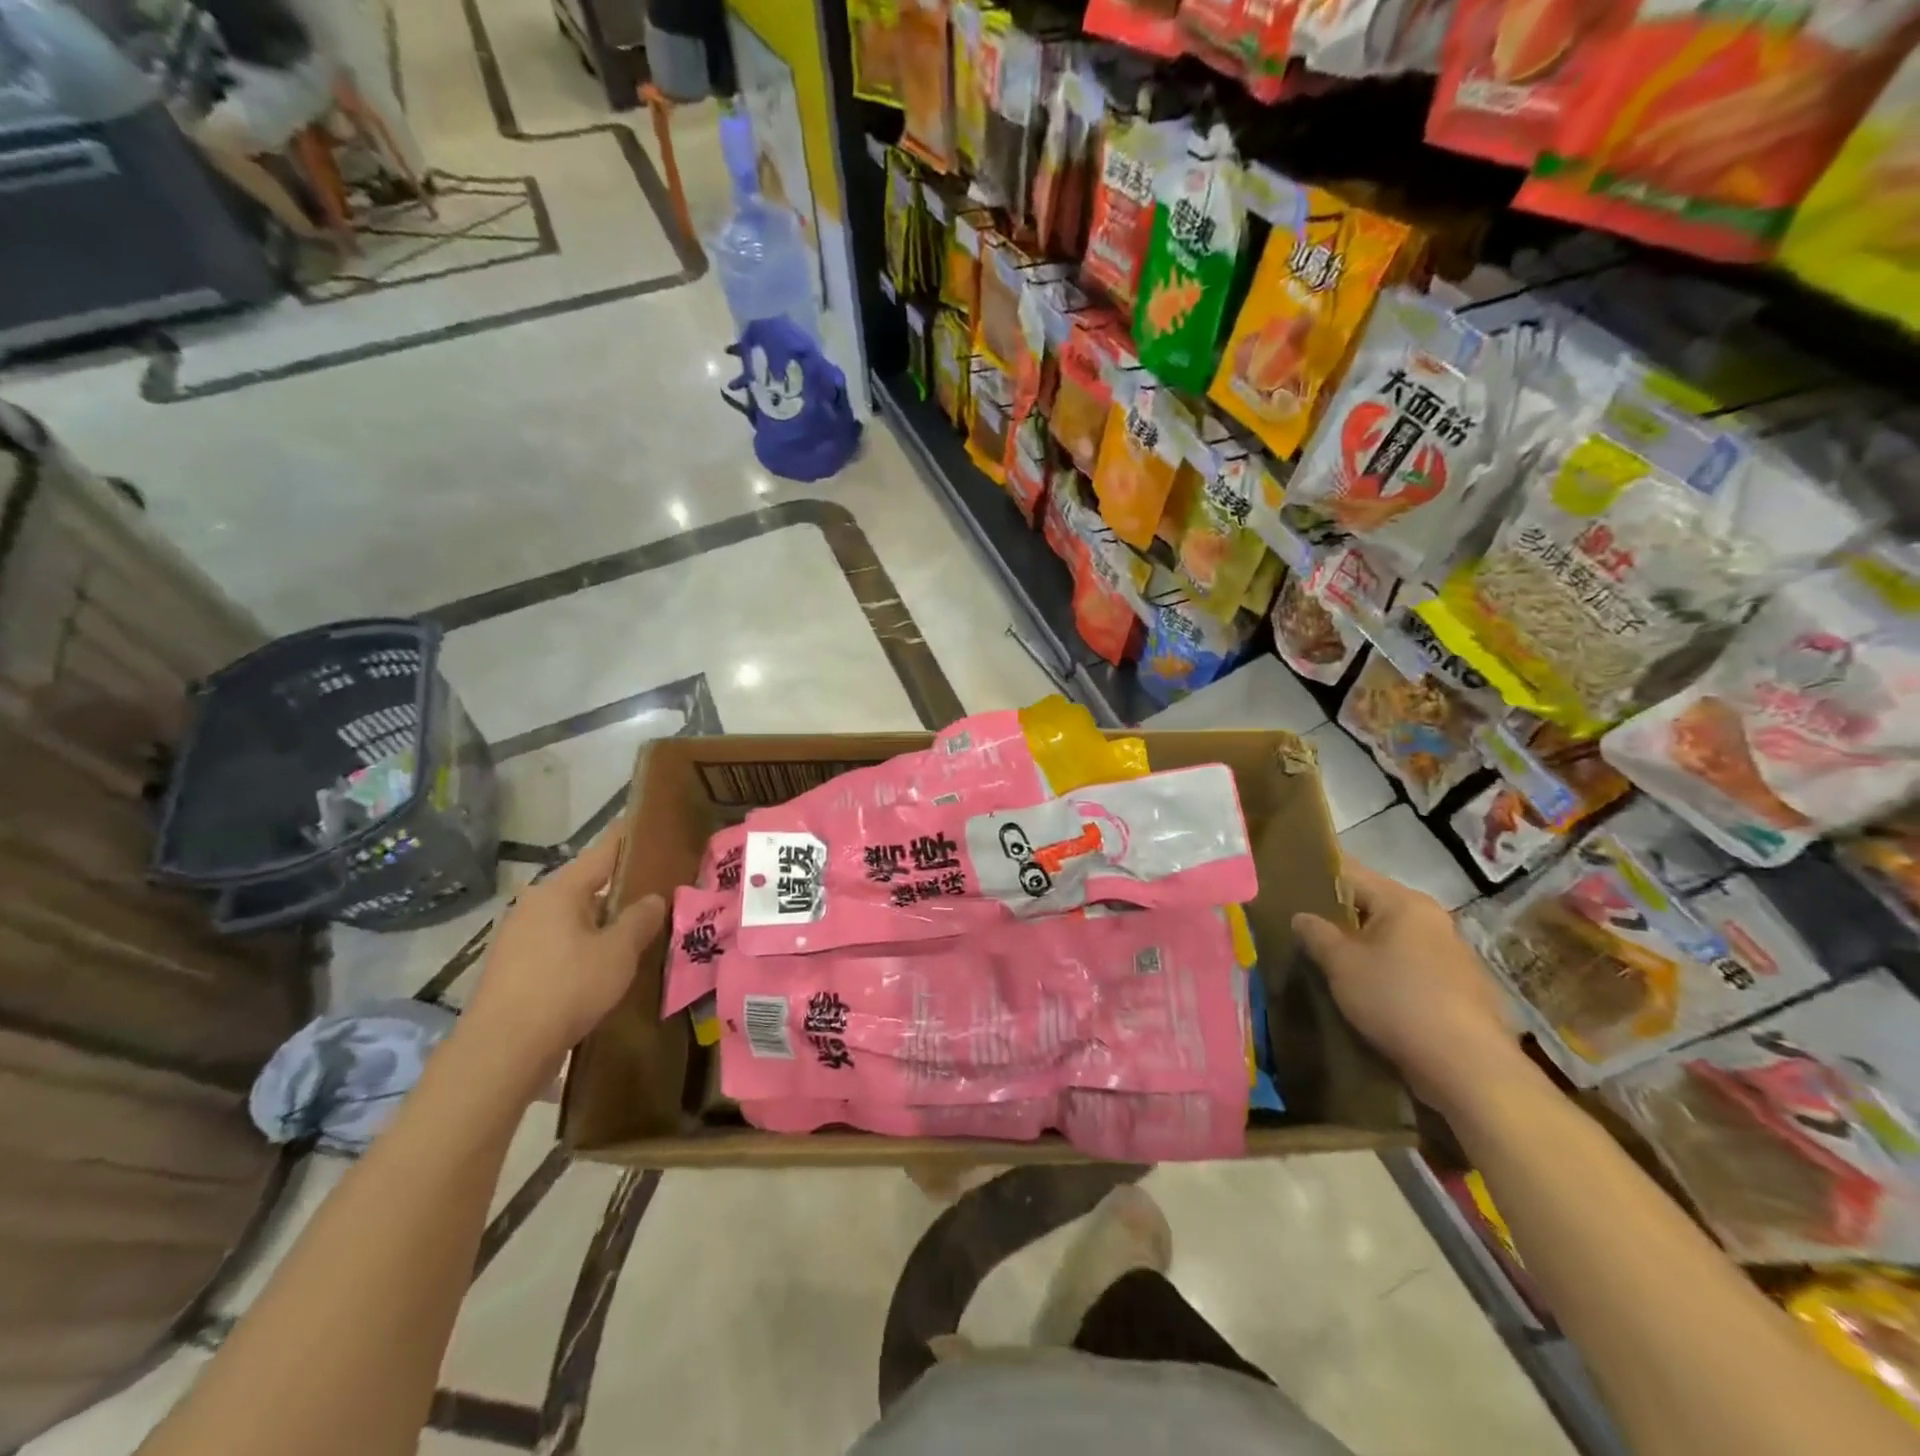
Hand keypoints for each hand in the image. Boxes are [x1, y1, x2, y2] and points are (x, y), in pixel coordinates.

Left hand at [456, 833, 665, 1088]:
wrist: (502, 1050)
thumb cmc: (567, 987)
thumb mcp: (618, 952)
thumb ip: (640, 919)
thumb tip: (654, 898)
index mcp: (560, 890)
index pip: (602, 852)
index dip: (628, 840)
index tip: (649, 827)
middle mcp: (534, 904)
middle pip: (586, 885)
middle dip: (618, 888)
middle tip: (656, 890)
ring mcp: (518, 936)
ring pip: (571, 917)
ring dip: (600, 921)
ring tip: (635, 929)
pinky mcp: (512, 967)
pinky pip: (557, 943)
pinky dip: (582, 945)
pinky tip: (602, 963)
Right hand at [1292, 858, 1518, 1113]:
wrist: (1468, 1067)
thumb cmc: (1396, 1000)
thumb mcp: (1341, 965)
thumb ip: (1316, 934)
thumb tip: (1301, 916)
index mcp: (1405, 902)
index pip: (1351, 874)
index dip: (1318, 879)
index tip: (1290, 889)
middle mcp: (1433, 919)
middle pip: (1374, 906)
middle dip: (1340, 918)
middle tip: (1306, 933)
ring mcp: (1452, 954)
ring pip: (1394, 938)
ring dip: (1366, 948)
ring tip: (1334, 966)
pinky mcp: (1461, 988)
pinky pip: (1412, 966)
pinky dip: (1389, 972)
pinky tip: (1370, 994)